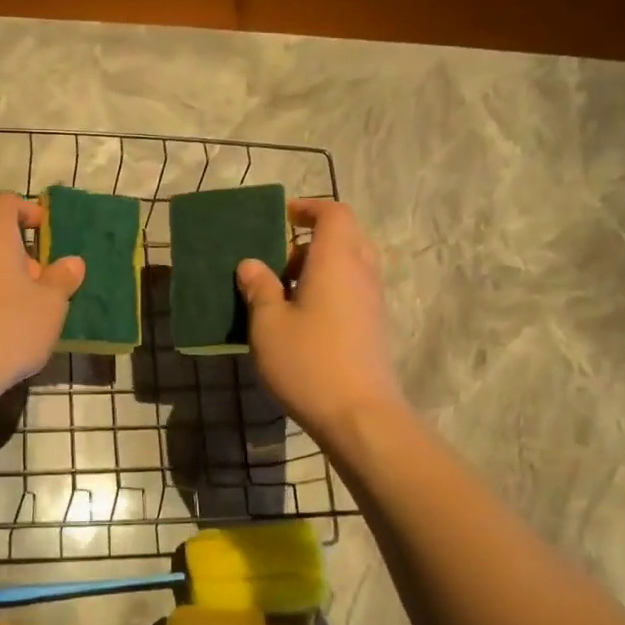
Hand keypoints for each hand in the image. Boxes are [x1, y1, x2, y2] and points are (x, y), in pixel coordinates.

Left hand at [0, 194, 84, 394]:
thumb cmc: (12, 325)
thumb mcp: (51, 303)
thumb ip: (63, 277)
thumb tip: (72, 263)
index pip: (5, 203)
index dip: (28, 211)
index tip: (45, 230)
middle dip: (21, 253)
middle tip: (43, 281)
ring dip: (4, 277)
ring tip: (28, 307)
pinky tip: (4, 325)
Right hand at [237, 198, 403, 441]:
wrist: (359, 415)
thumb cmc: (308, 362)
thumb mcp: (268, 324)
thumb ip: (259, 288)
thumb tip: (250, 264)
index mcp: (336, 260)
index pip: (333, 214)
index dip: (309, 208)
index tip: (283, 216)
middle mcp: (361, 273)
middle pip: (346, 236)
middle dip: (313, 239)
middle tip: (280, 258)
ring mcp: (372, 301)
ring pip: (351, 265)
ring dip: (320, 267)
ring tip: (285, 290)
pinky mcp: (374, 327)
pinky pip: (352, 290)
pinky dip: (330, 289)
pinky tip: (302, 319)